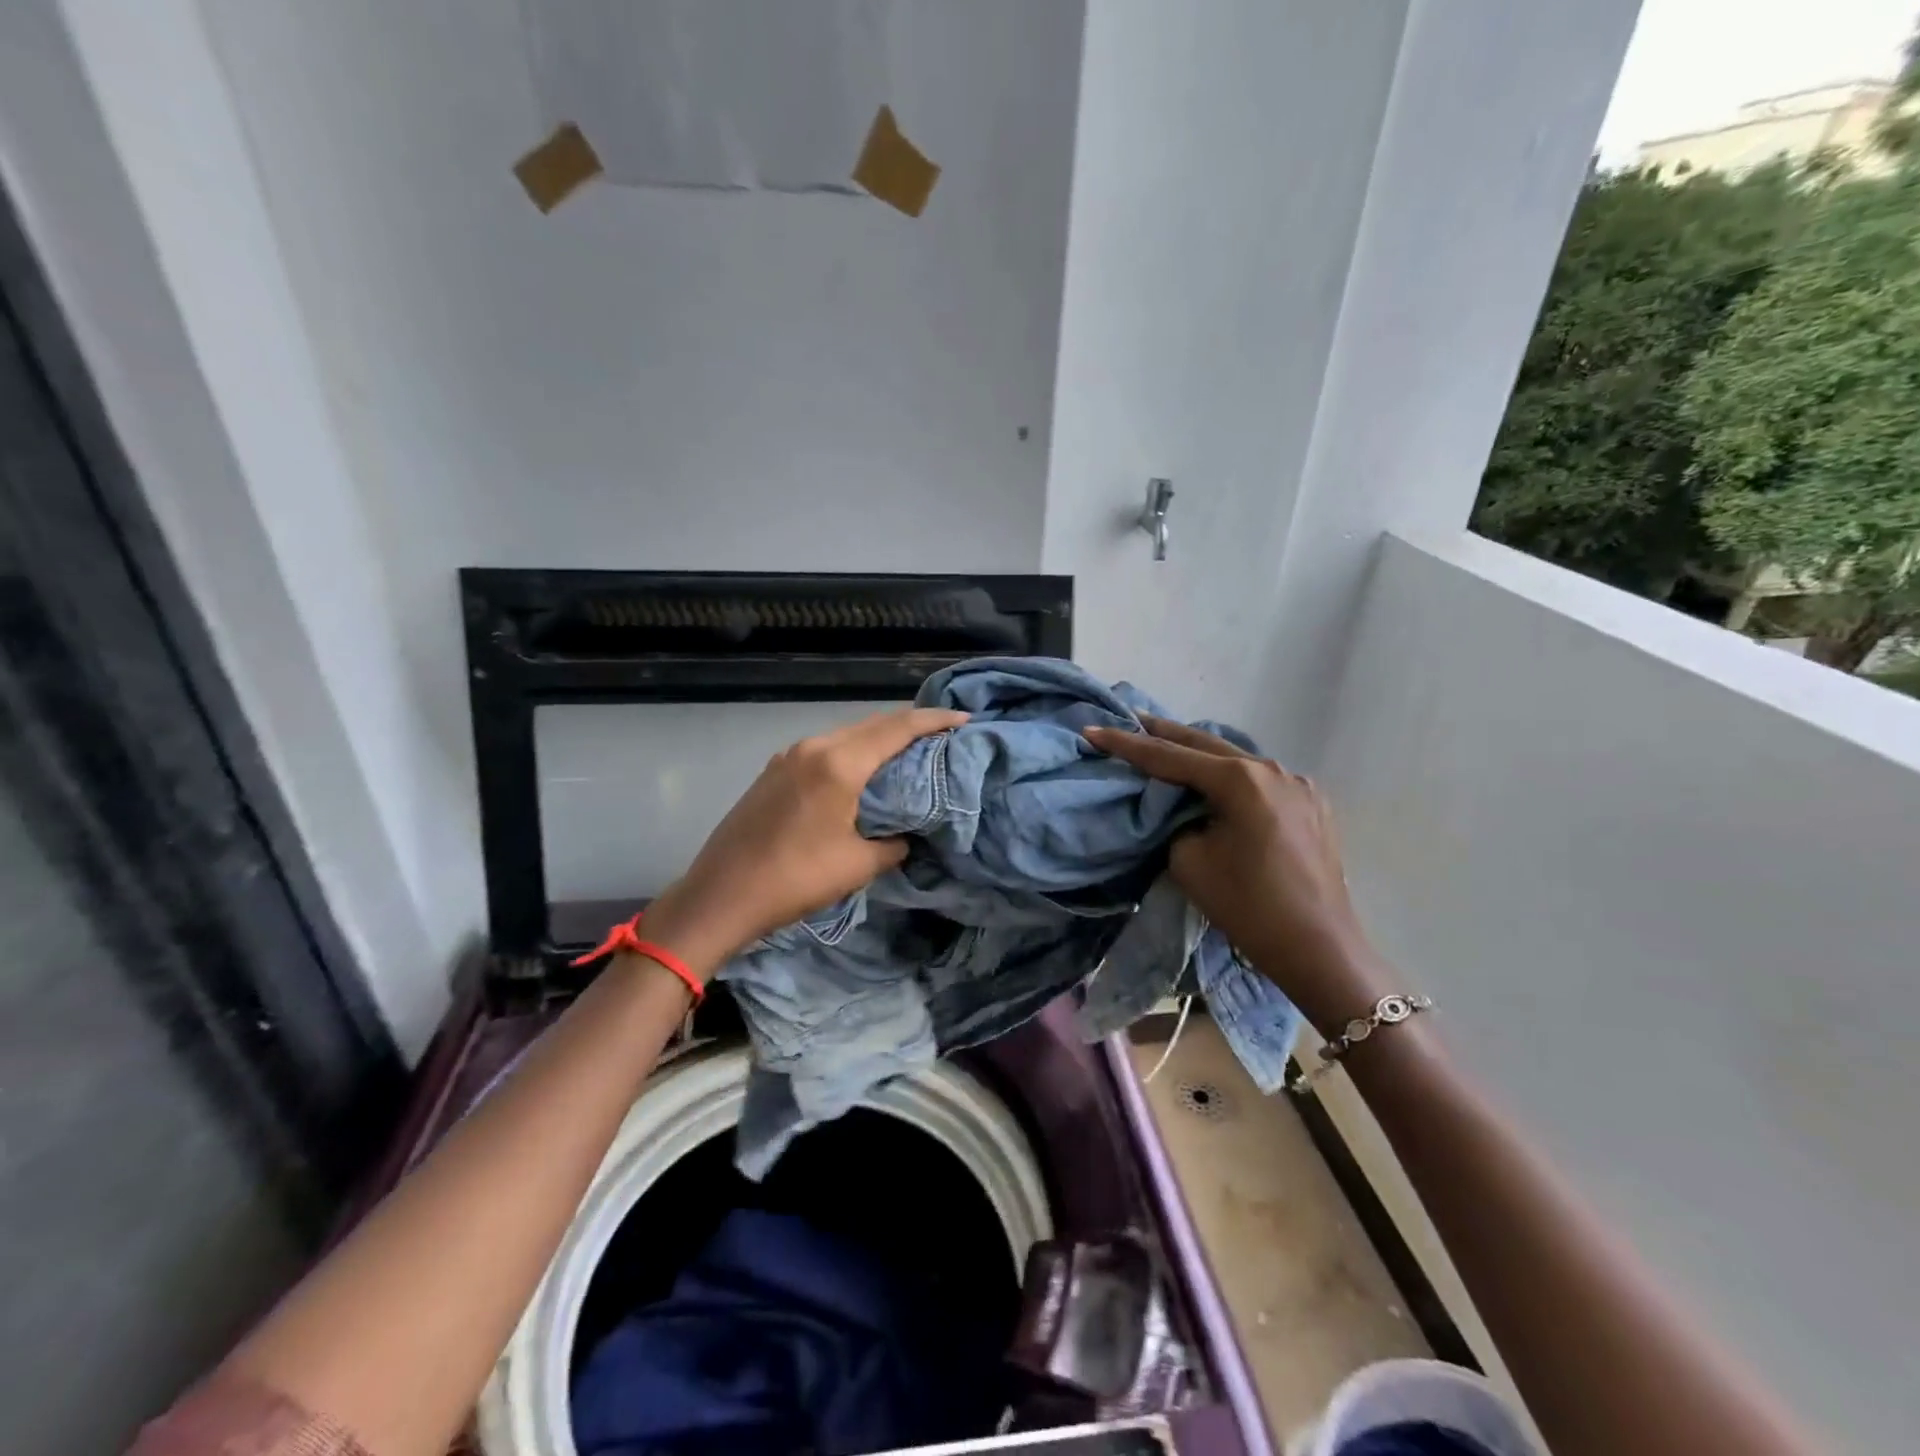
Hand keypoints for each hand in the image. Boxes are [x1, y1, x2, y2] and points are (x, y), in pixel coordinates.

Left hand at [641, 707, 967, 977]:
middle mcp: (813, 748)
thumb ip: (892, 844)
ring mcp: (789, 757)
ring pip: (847, 735)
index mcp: (838, 764)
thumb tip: (903, 836)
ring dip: (879, 739)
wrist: (719, 896)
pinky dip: (853, 753)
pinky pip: (825, 750)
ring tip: (908, 753)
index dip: (934, 721)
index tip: (963, 719)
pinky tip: (863, 772)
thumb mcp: (857, 866)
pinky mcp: (774, 772)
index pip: (897, 729)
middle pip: (872, 724)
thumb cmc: (794, 880)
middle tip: (942, 736)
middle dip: (910, 726)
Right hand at [1082, 716, 1392, 1031]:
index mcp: (1240, 780)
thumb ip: (1175, 822)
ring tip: (1167, 745)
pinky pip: (1261, 780)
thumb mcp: (1190, 861)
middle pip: (1206, 743)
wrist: (1320, 949)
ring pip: (1236, 759)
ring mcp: (1299, 784)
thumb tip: (1182, 809)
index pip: (1169, 757)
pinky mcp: (1313, 804)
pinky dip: (1231, 776)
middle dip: (1163, 732)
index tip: (1092, 731)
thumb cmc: (1248, 907)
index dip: (1126, 744)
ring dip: (1200, 754)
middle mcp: (1272, 769)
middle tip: (1128, 718)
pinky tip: (1217, 781)